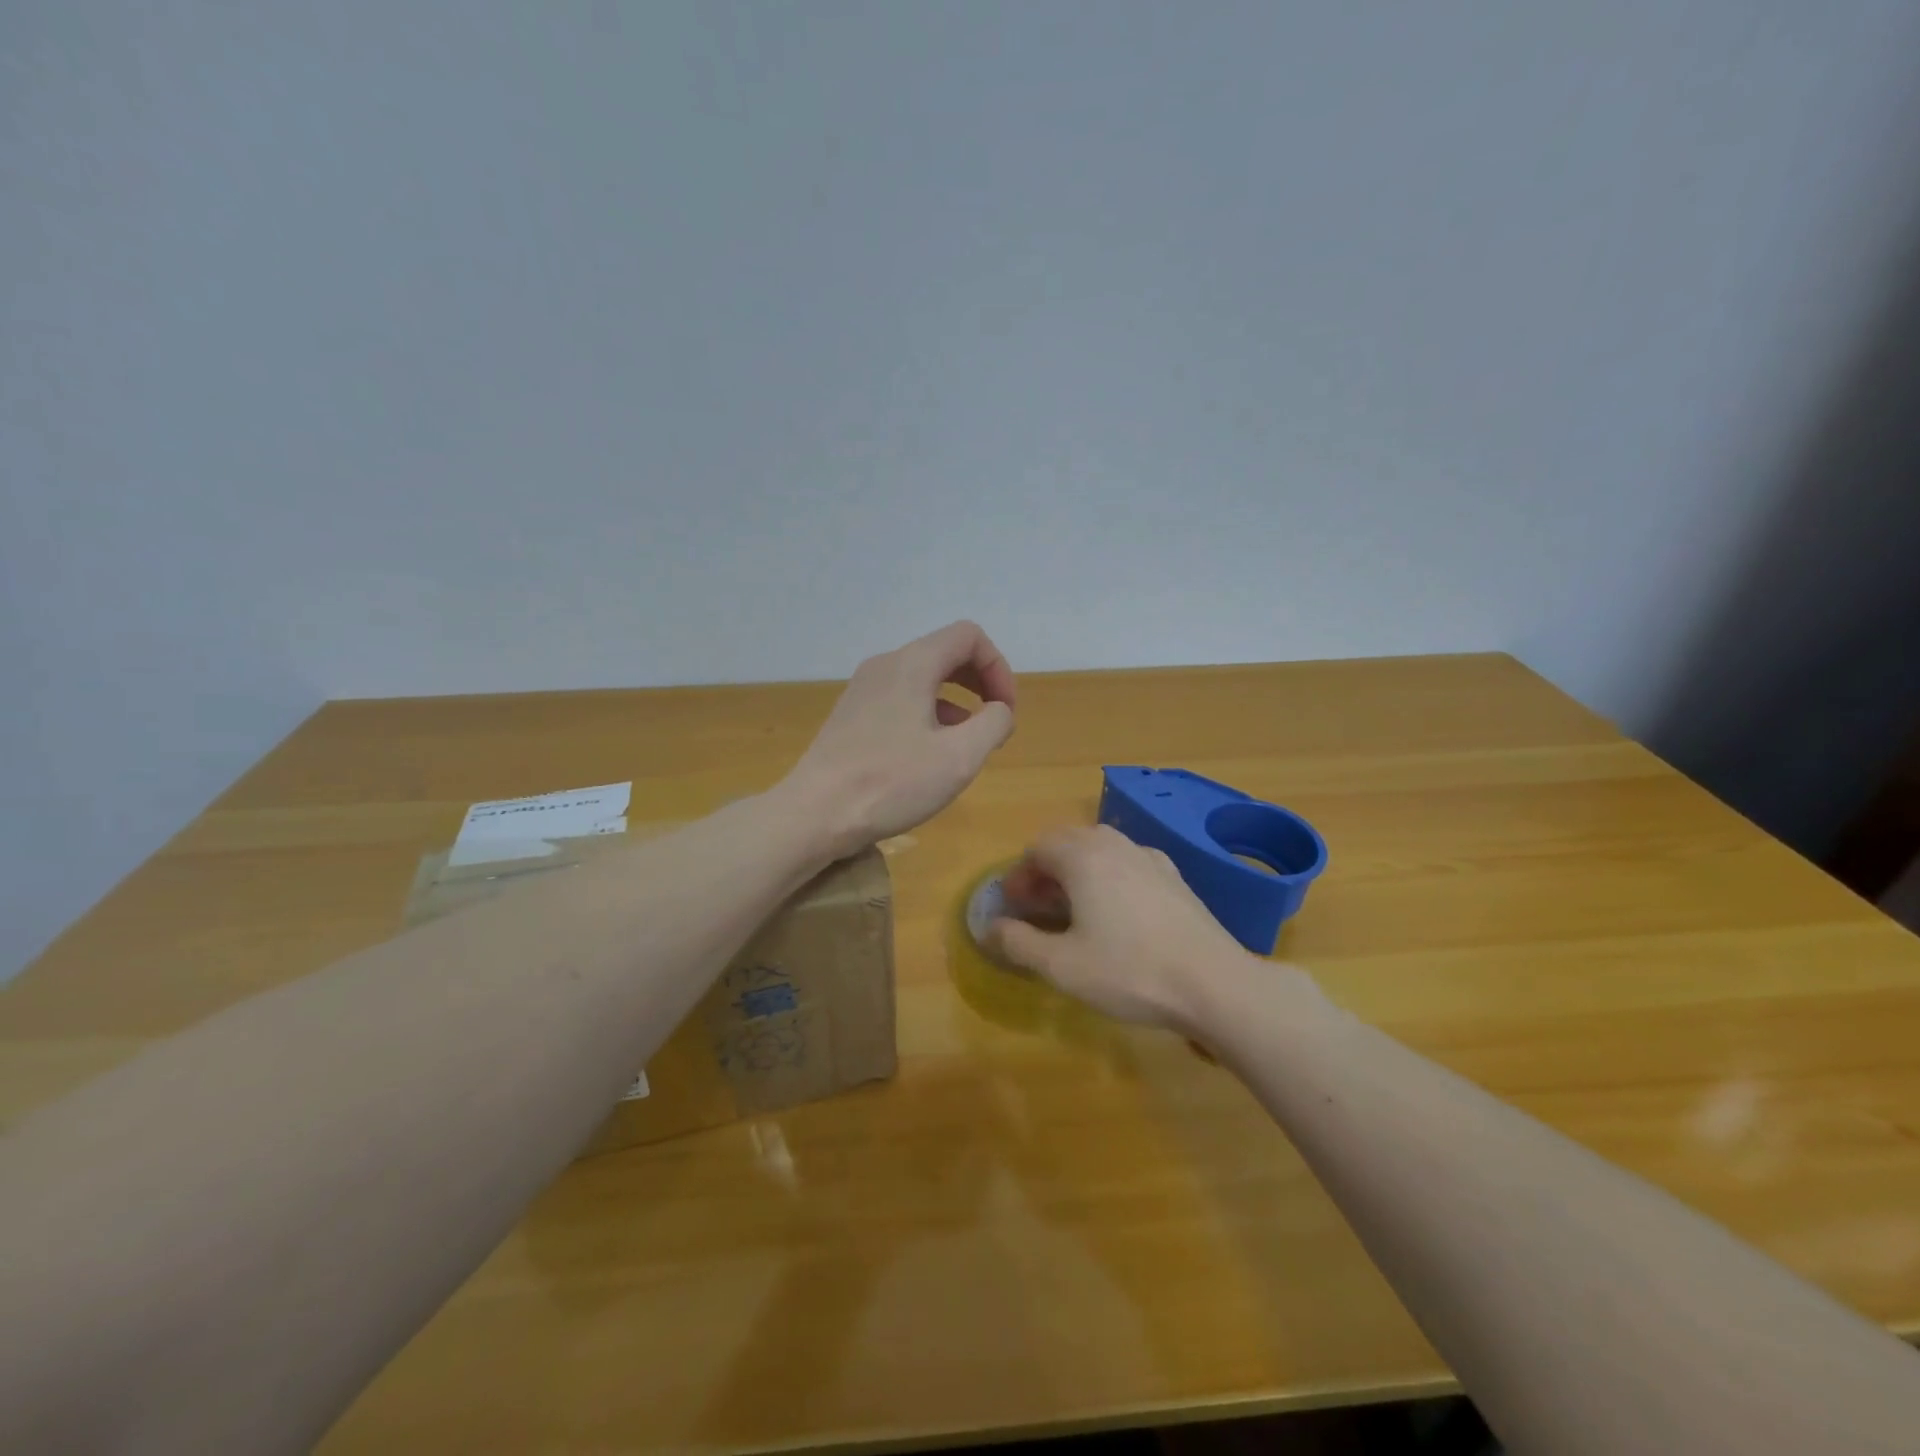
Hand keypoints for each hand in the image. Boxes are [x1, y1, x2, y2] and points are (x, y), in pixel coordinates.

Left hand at [786, 621, 1016, 856]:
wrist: (815, 813)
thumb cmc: (892, 782)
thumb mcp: (960, 757)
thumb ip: (994, 724)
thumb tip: (998, 711)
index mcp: (913, 664)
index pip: (968, 637)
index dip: (998, 667)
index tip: (1005, 711)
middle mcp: (885, 665)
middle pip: (945, 652)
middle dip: (979, 682)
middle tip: (994, 722)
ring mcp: (863, 689)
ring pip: (922, 677)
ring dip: (955, 701)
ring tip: (966, 743)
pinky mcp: (851, 714)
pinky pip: (900, 698)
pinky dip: (927, 713)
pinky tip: (930, 754)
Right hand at [989, 825, 1265, 1029]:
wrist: (1213, 983)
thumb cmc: (1129, 971)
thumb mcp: (1062, 965)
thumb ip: (1018, 942)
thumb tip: (989, 928)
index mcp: (1083, 857)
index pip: (1038, 847)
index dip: (1019, 875)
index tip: (1013, 907)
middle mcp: (1115, 845)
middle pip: (1068, 841)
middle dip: (1045, 869)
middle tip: (1037, 906)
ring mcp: (1150, 858)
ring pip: (1100, 849)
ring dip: (1077, 870)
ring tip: (1073, 908)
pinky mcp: (1174, 877)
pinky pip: (1128, 863)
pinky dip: (1109, 876)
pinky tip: (1116, 912)